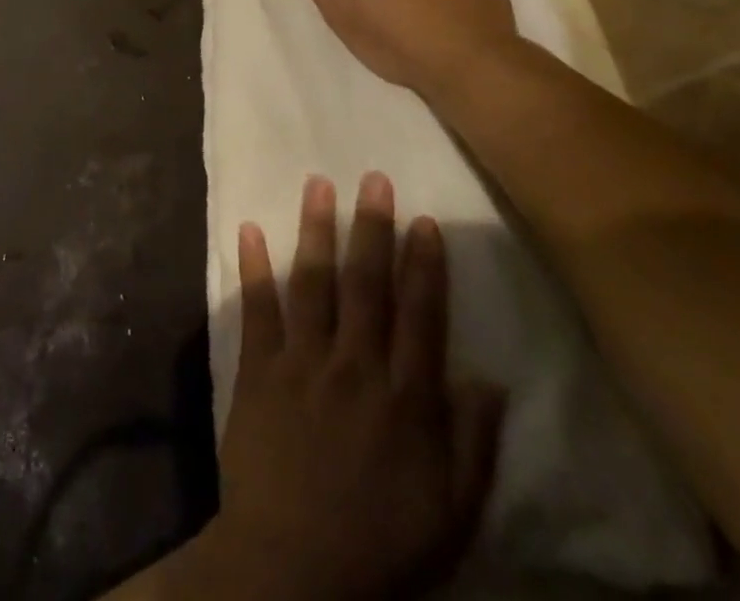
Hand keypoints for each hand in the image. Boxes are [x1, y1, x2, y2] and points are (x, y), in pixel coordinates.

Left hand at [203, 173, 502, 600]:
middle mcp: (355, 364)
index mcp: (405, 397)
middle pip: (367, 283)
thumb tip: (490, 380)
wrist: (293, 571)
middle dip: (373, 227)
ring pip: (313, 281)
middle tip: (374, 177)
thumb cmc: (382, 546)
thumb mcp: (452, 513)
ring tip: (318, 183)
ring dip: (315, 228)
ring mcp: (303, 361)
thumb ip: (473, 444)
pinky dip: (253, 266)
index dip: (425, 264)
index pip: (421, 314)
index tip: (424, 220)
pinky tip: (249, 227)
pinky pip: (257, 308)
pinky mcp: (259, 369)